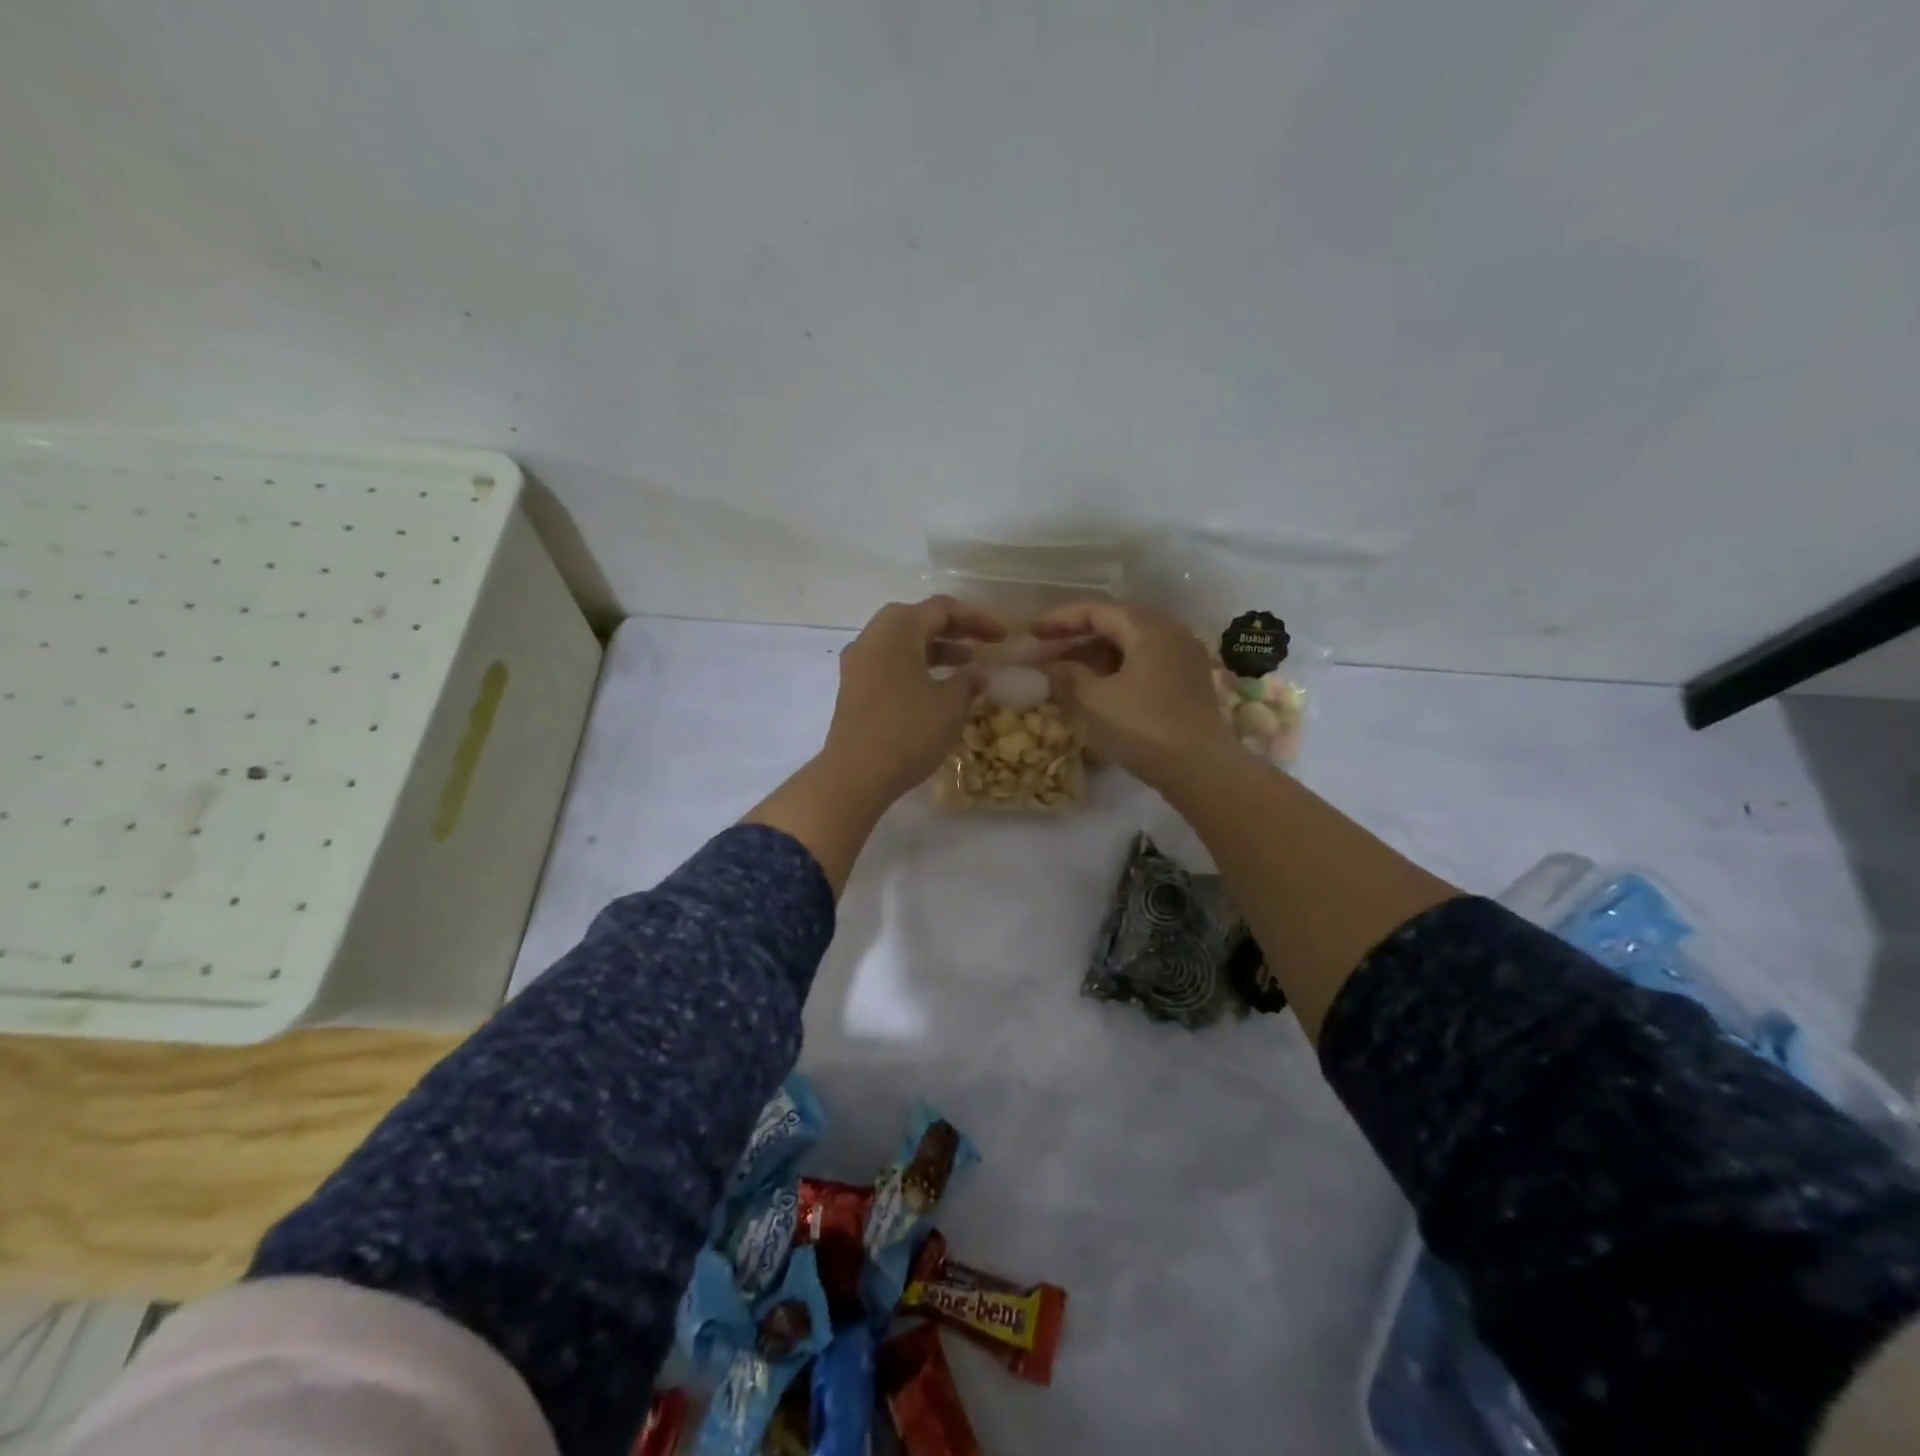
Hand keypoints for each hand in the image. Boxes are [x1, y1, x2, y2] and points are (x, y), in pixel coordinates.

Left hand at [819, 596, 1006, 805]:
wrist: (855, 775)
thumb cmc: (908, 732)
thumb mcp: (949, 706)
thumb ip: (968, 682)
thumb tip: (977, 673)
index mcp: (897, 629)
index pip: (941, 609)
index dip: (976, 619)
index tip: (1003, 637)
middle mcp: (872, 637)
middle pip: (917, 620)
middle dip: (953, 631)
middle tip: (982, 645)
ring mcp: (858, 663)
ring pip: (902, 644)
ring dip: (935, 651)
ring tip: (966, 668)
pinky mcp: (853, 688)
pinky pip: (889, 664)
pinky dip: (916, 668)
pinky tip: (936, 690)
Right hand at [1034, 600, 1233, 785]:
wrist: (1201, 768)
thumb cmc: (1143, 728)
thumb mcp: (1095, 701)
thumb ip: (1067, 676)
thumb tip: (1050, 666)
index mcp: (1148, 627)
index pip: (1096, 610)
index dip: (1060, 619)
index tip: (1033, 632)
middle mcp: (1170, 630)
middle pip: (1117, 621)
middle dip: (1078, 634)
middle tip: (1048, 648)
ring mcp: (1184, 654)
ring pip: (1132, 641)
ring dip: (1098, 652)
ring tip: (1069, 669)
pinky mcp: (1189, 678)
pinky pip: (1147, 659)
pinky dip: (1118, 665)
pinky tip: (1100, 684)